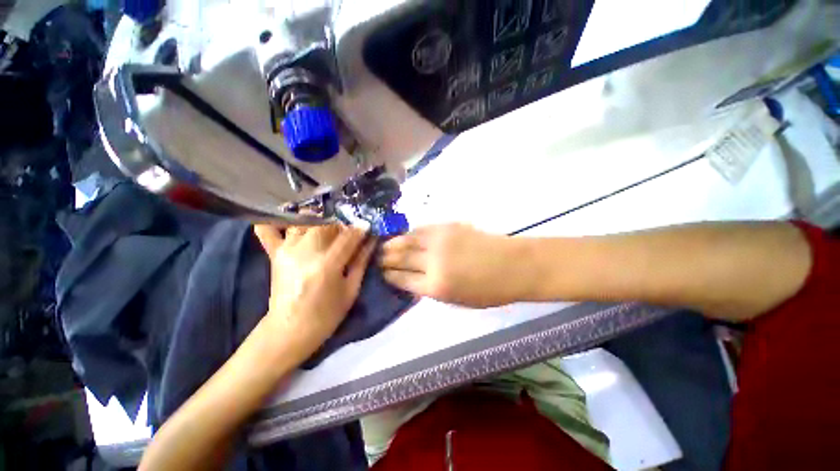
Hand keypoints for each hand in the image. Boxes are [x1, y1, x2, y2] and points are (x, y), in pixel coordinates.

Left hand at [254, 224, 375, 358]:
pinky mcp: (274, 253)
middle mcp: (305, 252)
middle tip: (348, 232)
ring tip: (328, 229)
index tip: (368, 225)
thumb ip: (361, 261)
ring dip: (319, 220)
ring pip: (304, 221)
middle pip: (326, 223)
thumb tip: (371, 239)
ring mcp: (286, 250)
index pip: (348, 236)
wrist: (289, 331)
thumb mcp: (351, 290)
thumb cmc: (327, 314)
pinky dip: (277, 220)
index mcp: (327, 265)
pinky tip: (291, 220)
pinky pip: (268, 229)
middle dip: (341, 224)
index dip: (360, 229)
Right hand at [379, 224, 527, 307]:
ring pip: (407, 239)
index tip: (382, 273)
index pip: (401, 279)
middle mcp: (433, 262)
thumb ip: (430, 289)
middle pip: (400, 258)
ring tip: (384, 245)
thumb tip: (410, 280)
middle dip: (385, 259)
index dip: (389, 276)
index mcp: (435, 286)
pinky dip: (410, 233)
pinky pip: (421, 229)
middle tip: (377, 258)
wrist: (512, 265)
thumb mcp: (456, 301)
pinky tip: (405, 235)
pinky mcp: (447, 226)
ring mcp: (439, 241)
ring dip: (393, 243)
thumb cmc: (488, 290)